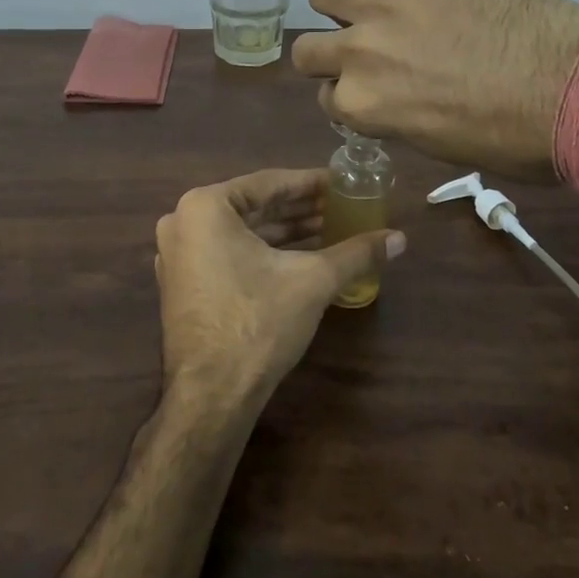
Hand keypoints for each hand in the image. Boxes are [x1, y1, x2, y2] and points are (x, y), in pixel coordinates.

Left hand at [153, 169, 403, 408]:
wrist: (212, 394)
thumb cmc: (258, 321)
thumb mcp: (313, 280)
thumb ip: (356, 253)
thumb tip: (400, 238)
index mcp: (205, 206)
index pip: (269, 183)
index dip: (311, 183)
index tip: (342, 183)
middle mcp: (183, 222)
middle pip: (254, 208)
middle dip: (300, 210)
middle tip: (341, 207)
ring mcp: (178, 255)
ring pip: (242, 233)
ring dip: (285, 233)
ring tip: (330, 231)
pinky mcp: (183, 284)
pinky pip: (228, 254)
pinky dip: (263, 254)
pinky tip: (302, 259)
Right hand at [292, 0, 578, 179]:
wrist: (577, 93)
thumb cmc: (513, 140)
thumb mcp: (438, 145)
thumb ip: (396, 115)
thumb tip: (393, 95)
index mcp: (363, 107)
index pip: (327, 97)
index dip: (349, 94)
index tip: (374, 90)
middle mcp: (358, 54)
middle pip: (306, 48)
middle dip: (330, 53)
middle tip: (368, 50)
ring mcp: (386, 5)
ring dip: (343, 3)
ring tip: (378, 6)